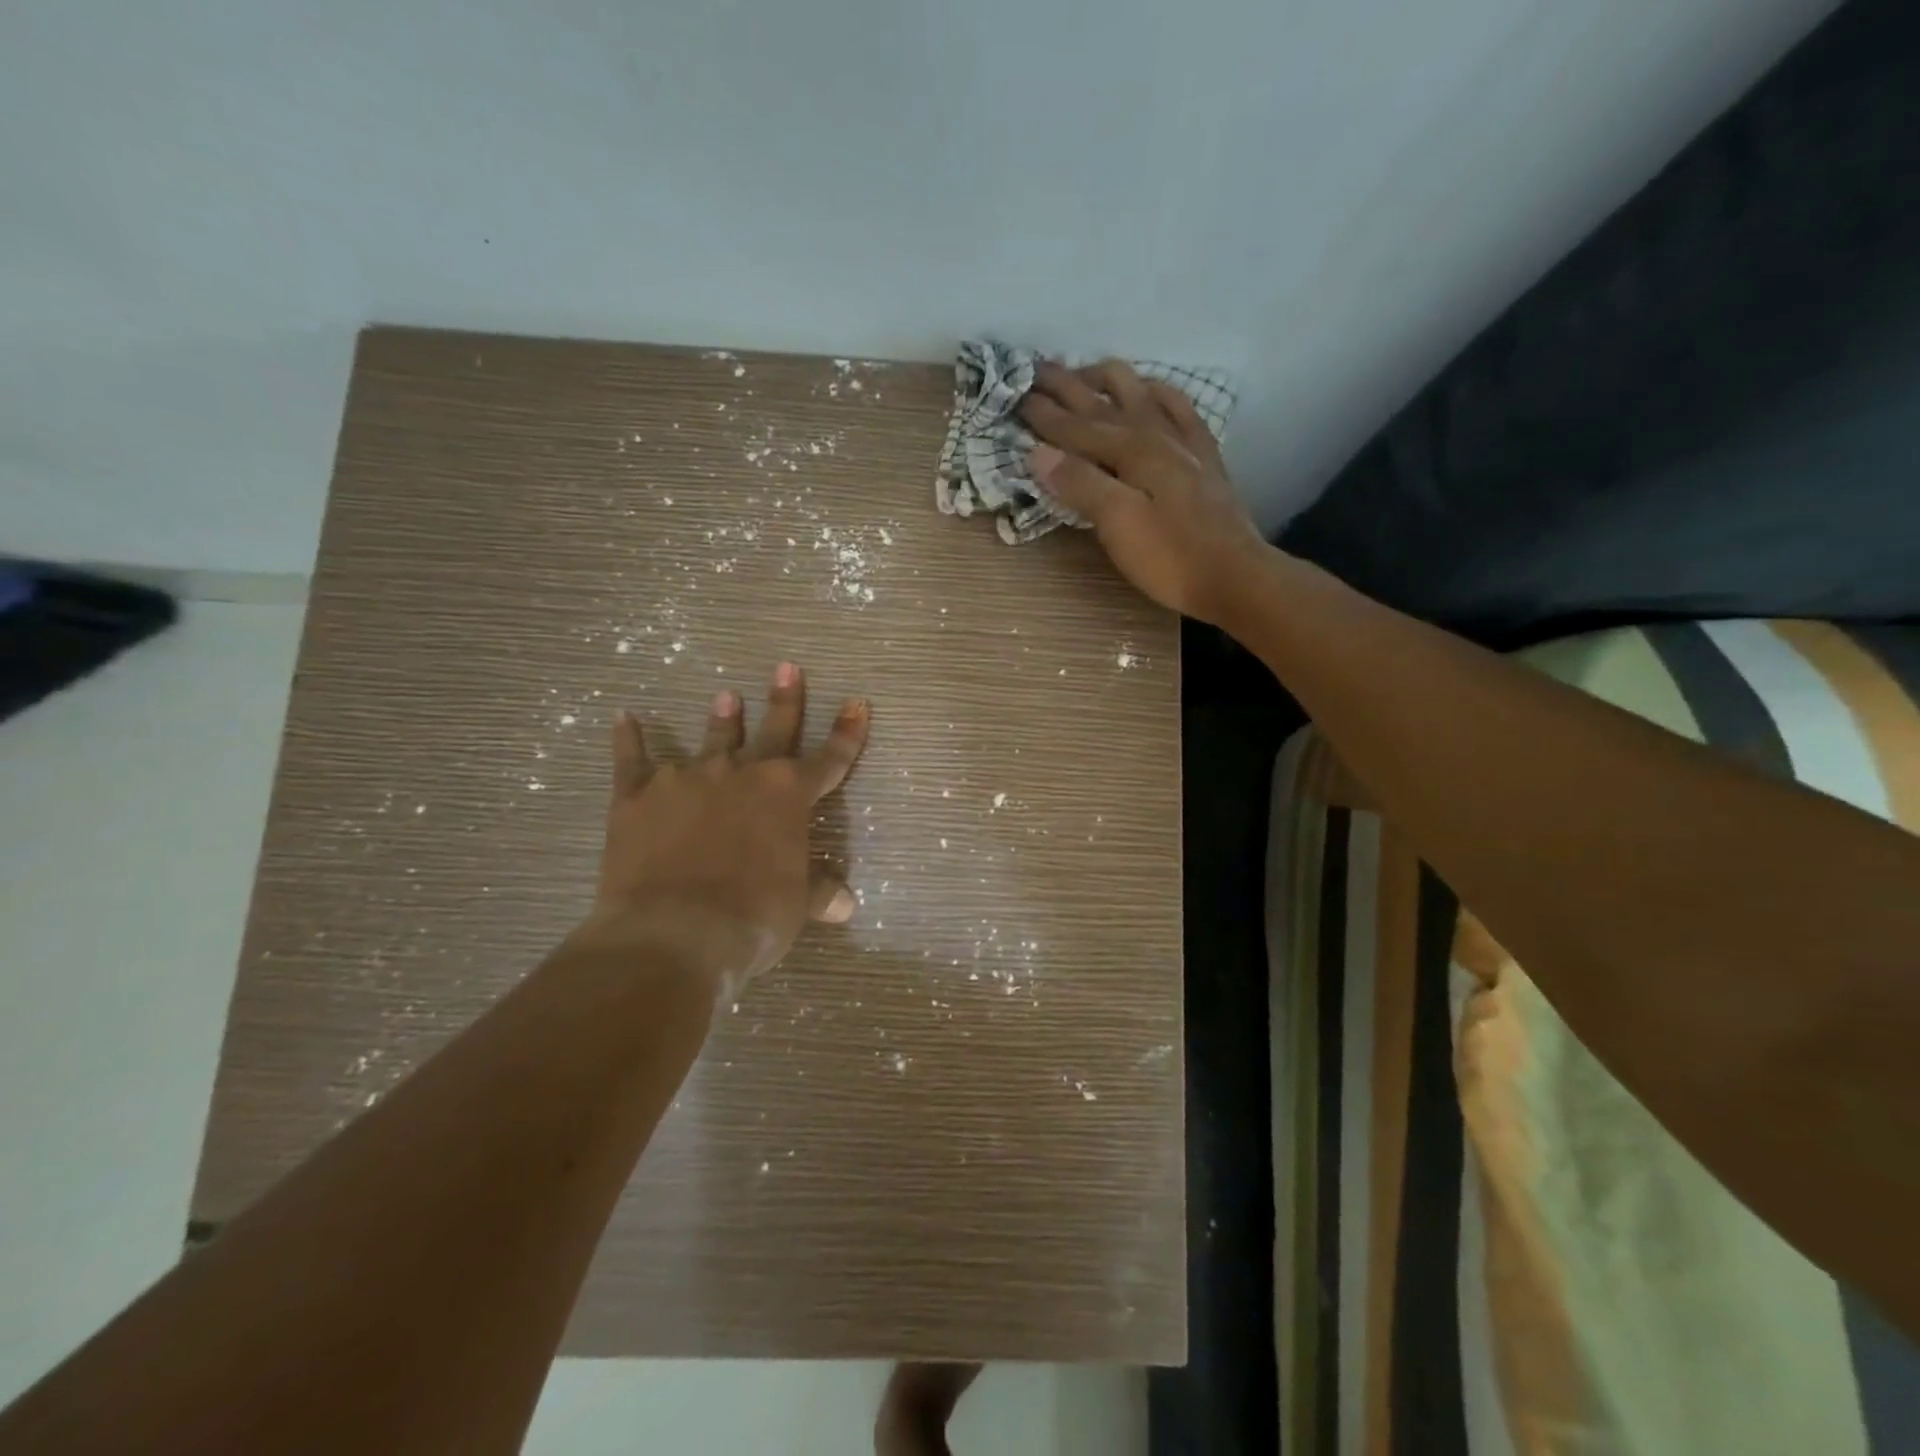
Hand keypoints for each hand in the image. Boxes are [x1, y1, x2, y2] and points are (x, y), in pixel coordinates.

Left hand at [592, 662, 868, 997]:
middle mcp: (742, 775)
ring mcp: (688, 780)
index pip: (829, 760)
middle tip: (786, 667)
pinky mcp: (637, 796)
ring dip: (721, 719)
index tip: (857, 703)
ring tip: (726, 695)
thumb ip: (818, 893)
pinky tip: (624, 719)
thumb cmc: (751, 919)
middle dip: (783, 700)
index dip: (847, 734)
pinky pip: (632, 760)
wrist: (673, 933)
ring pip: (711, 740)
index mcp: (788, 797)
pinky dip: (628, 740)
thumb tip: (846, 904)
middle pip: (772, 731)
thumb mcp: (796, 908)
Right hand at [1019, 359, 1268, 623]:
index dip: (1043, 414)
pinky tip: (1149, 391)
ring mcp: (1182, 441)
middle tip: (1036, 369)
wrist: (1235, 575)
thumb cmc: (1170, 557)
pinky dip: (1157, 392)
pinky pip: (1177, 407)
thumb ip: (1080, 484)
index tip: (1013, 396)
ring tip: (1084, 373)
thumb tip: (1038, 452)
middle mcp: (1153, 434)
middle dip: (1067, 385)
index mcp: (1128, 451)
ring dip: (1107, 379)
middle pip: (1102, 402)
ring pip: (1139, 393)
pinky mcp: (1202, 455)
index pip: (1074, 427)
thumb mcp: (1118, 525)